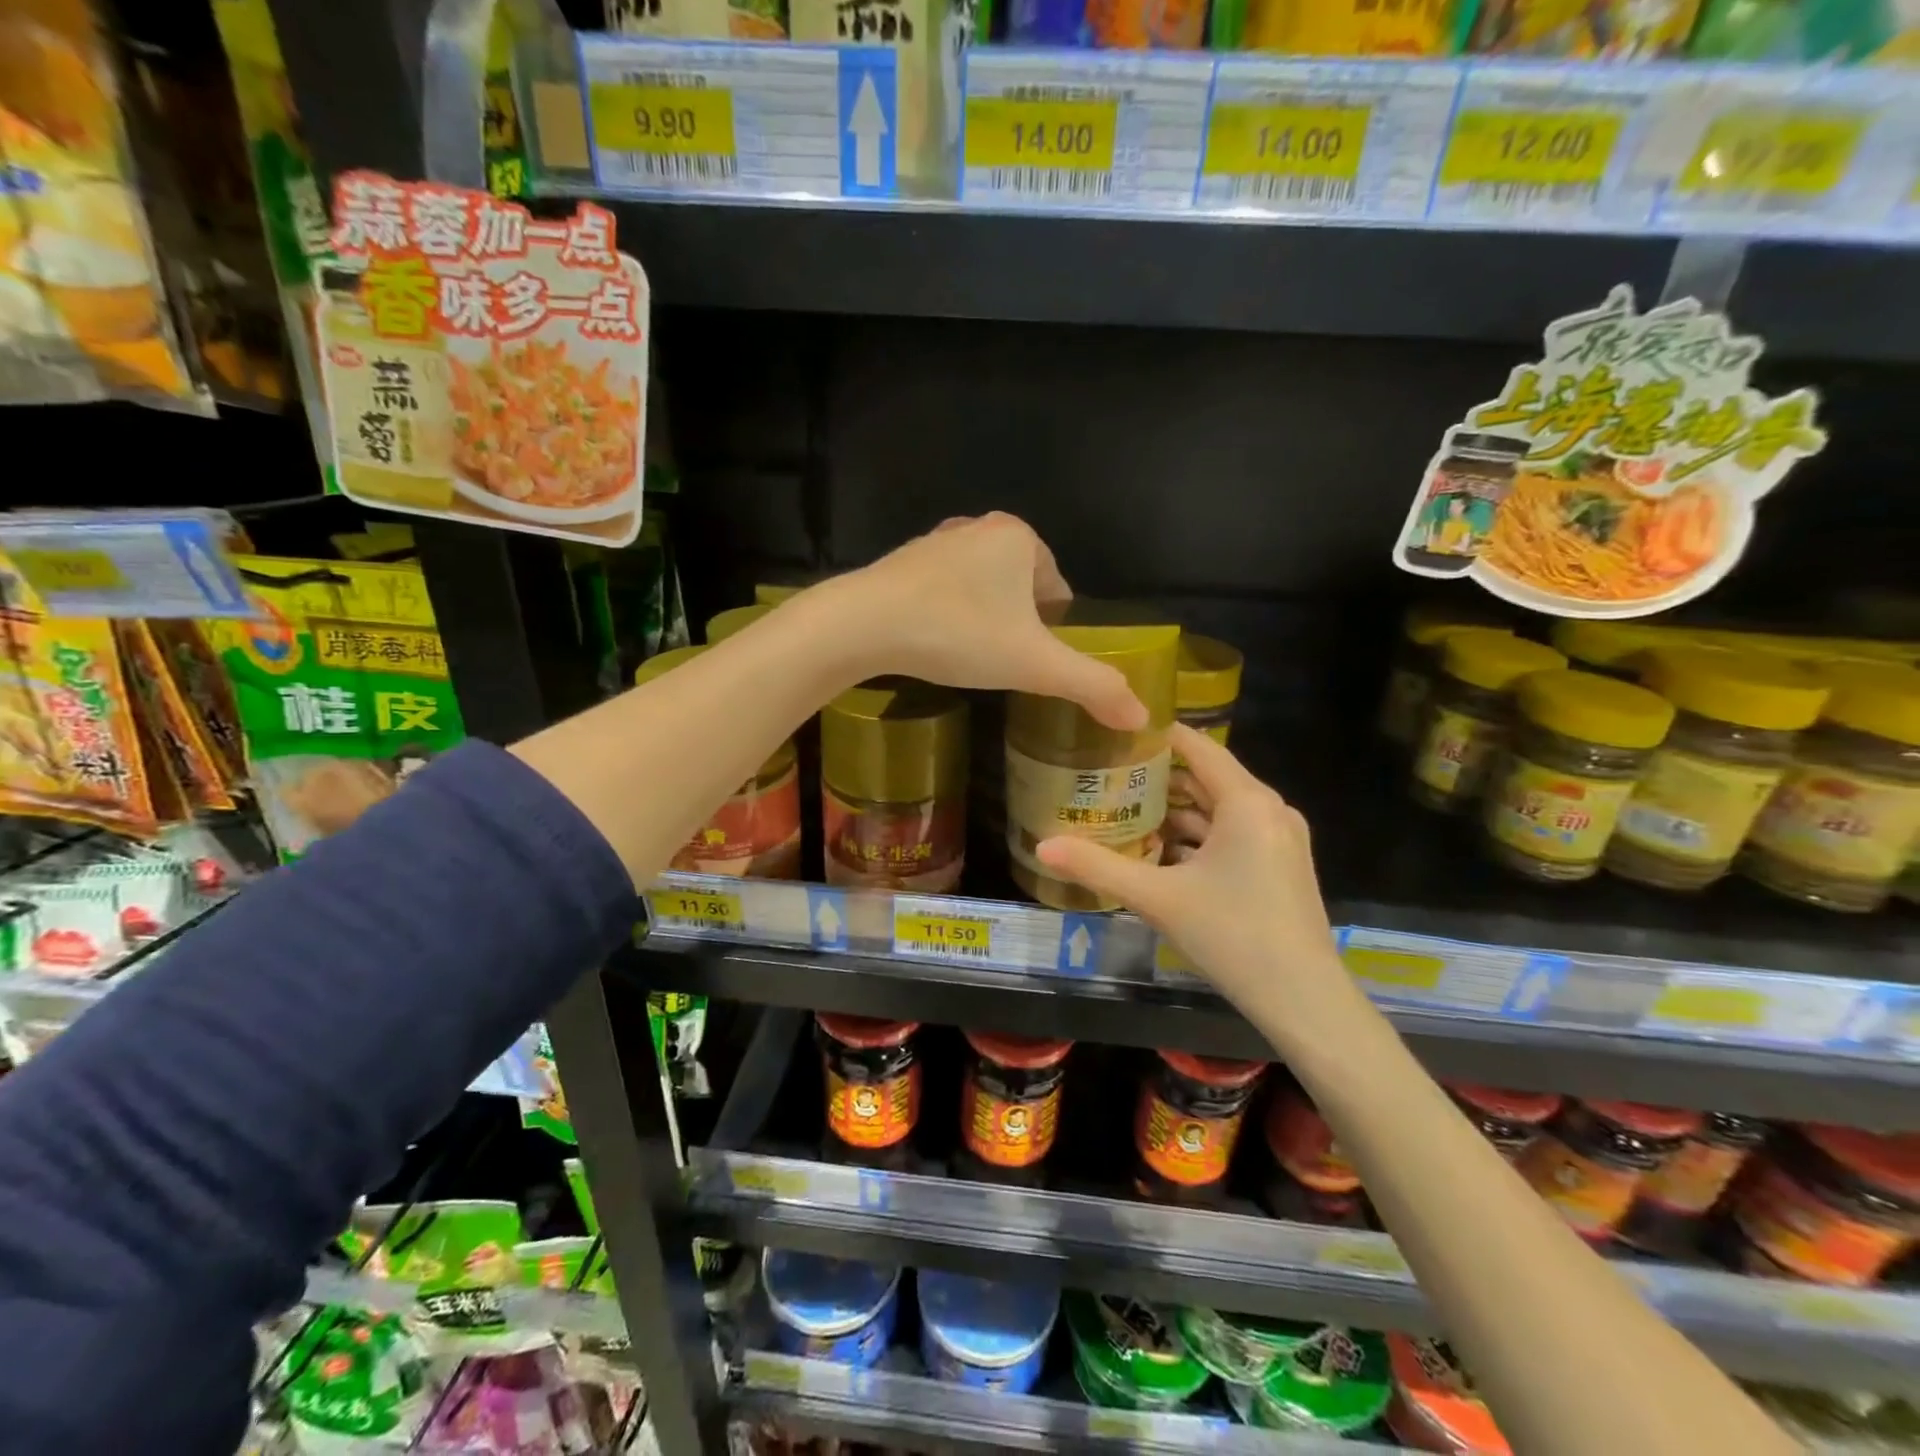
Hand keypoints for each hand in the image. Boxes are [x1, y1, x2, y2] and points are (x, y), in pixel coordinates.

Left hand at [831, 513, 1146, 730]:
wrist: (864, 624)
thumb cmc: (959, 634)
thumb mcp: (1035, 665)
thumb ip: (1092, 687)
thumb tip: (1143, 717)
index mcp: (1020, 538)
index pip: (1058, 591)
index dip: (1054, 632)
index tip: (1036, 664)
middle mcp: (979, 528)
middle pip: (1019, 589)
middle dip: (1017, 626)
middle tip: (1003, 667)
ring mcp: (936, 542)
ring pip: (980, 589)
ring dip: (983, 621)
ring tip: (970, 659)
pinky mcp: (901, 562)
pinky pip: (943, 592)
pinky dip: (948, 616)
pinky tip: (936, 644)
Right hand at [1035, 725, 1344, 1013]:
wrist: (1304, 1000)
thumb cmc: (1232, 934)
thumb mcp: (1157, 897)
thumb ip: (1098, 867)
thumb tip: (1041, 847)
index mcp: (1247, 802)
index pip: (1197, 746)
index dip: (1157, 733)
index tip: (1115, 728)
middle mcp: (1269, 810)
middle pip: (1207, 776)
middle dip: (1159, 774)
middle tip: (1108, 770)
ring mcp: (1280, 839)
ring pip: (1220, 808)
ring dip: (1177, 809)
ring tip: (1125, 808)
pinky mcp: (1282, 865)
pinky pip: (1233, 833)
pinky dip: (1199, 835)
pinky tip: (1161, 851)